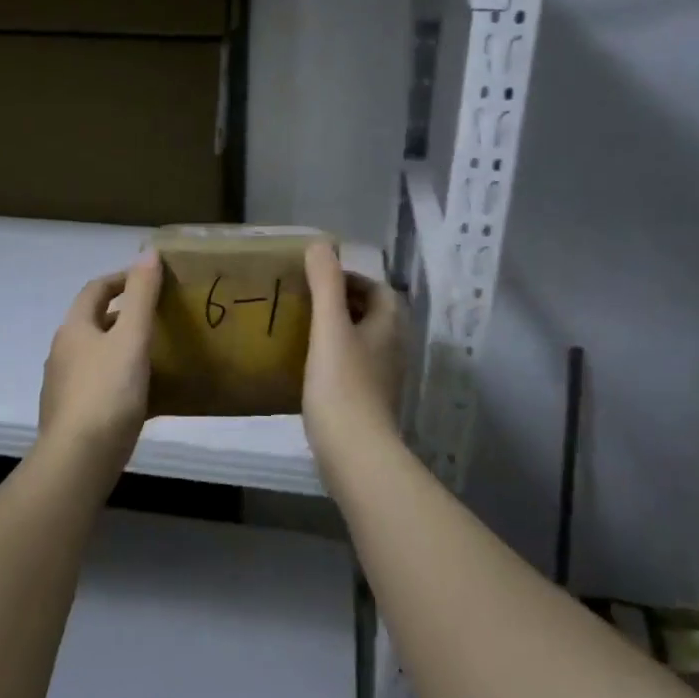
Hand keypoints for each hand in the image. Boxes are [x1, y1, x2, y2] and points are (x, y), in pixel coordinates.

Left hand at [37, 251, 163, 479]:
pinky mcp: (70, 415)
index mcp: (74, 329)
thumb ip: (142, 296)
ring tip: (154, 353)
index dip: (121, 279)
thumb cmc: (107, 393)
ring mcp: (63, 386)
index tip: (149, 279)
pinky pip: (98, 385)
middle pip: (93, 322)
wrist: (78, 460)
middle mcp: (62, 352)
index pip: (95, 290)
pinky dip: (119, 379)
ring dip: (120, 347)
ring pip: (95, 355)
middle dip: (123, 314)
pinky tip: (141, 395)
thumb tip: (148, 252)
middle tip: (158, 316)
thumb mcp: (131, 339)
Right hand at [302, 242, 404, 458]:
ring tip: (306, 331)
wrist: (355, 453)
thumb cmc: (342, 385)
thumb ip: (325, 284)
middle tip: (309, 302)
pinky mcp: (369, 405)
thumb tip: (320, 243)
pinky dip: (336, 359)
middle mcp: (392, 350)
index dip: (352, 280)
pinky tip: (310, 368)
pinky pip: (354, 369)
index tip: (320, 281)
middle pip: (374, 316)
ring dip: (341, 332)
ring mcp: (383, 380)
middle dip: (346, 304)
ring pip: (364, 343)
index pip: (379, 291)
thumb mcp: (329, 327)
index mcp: (388, 327)